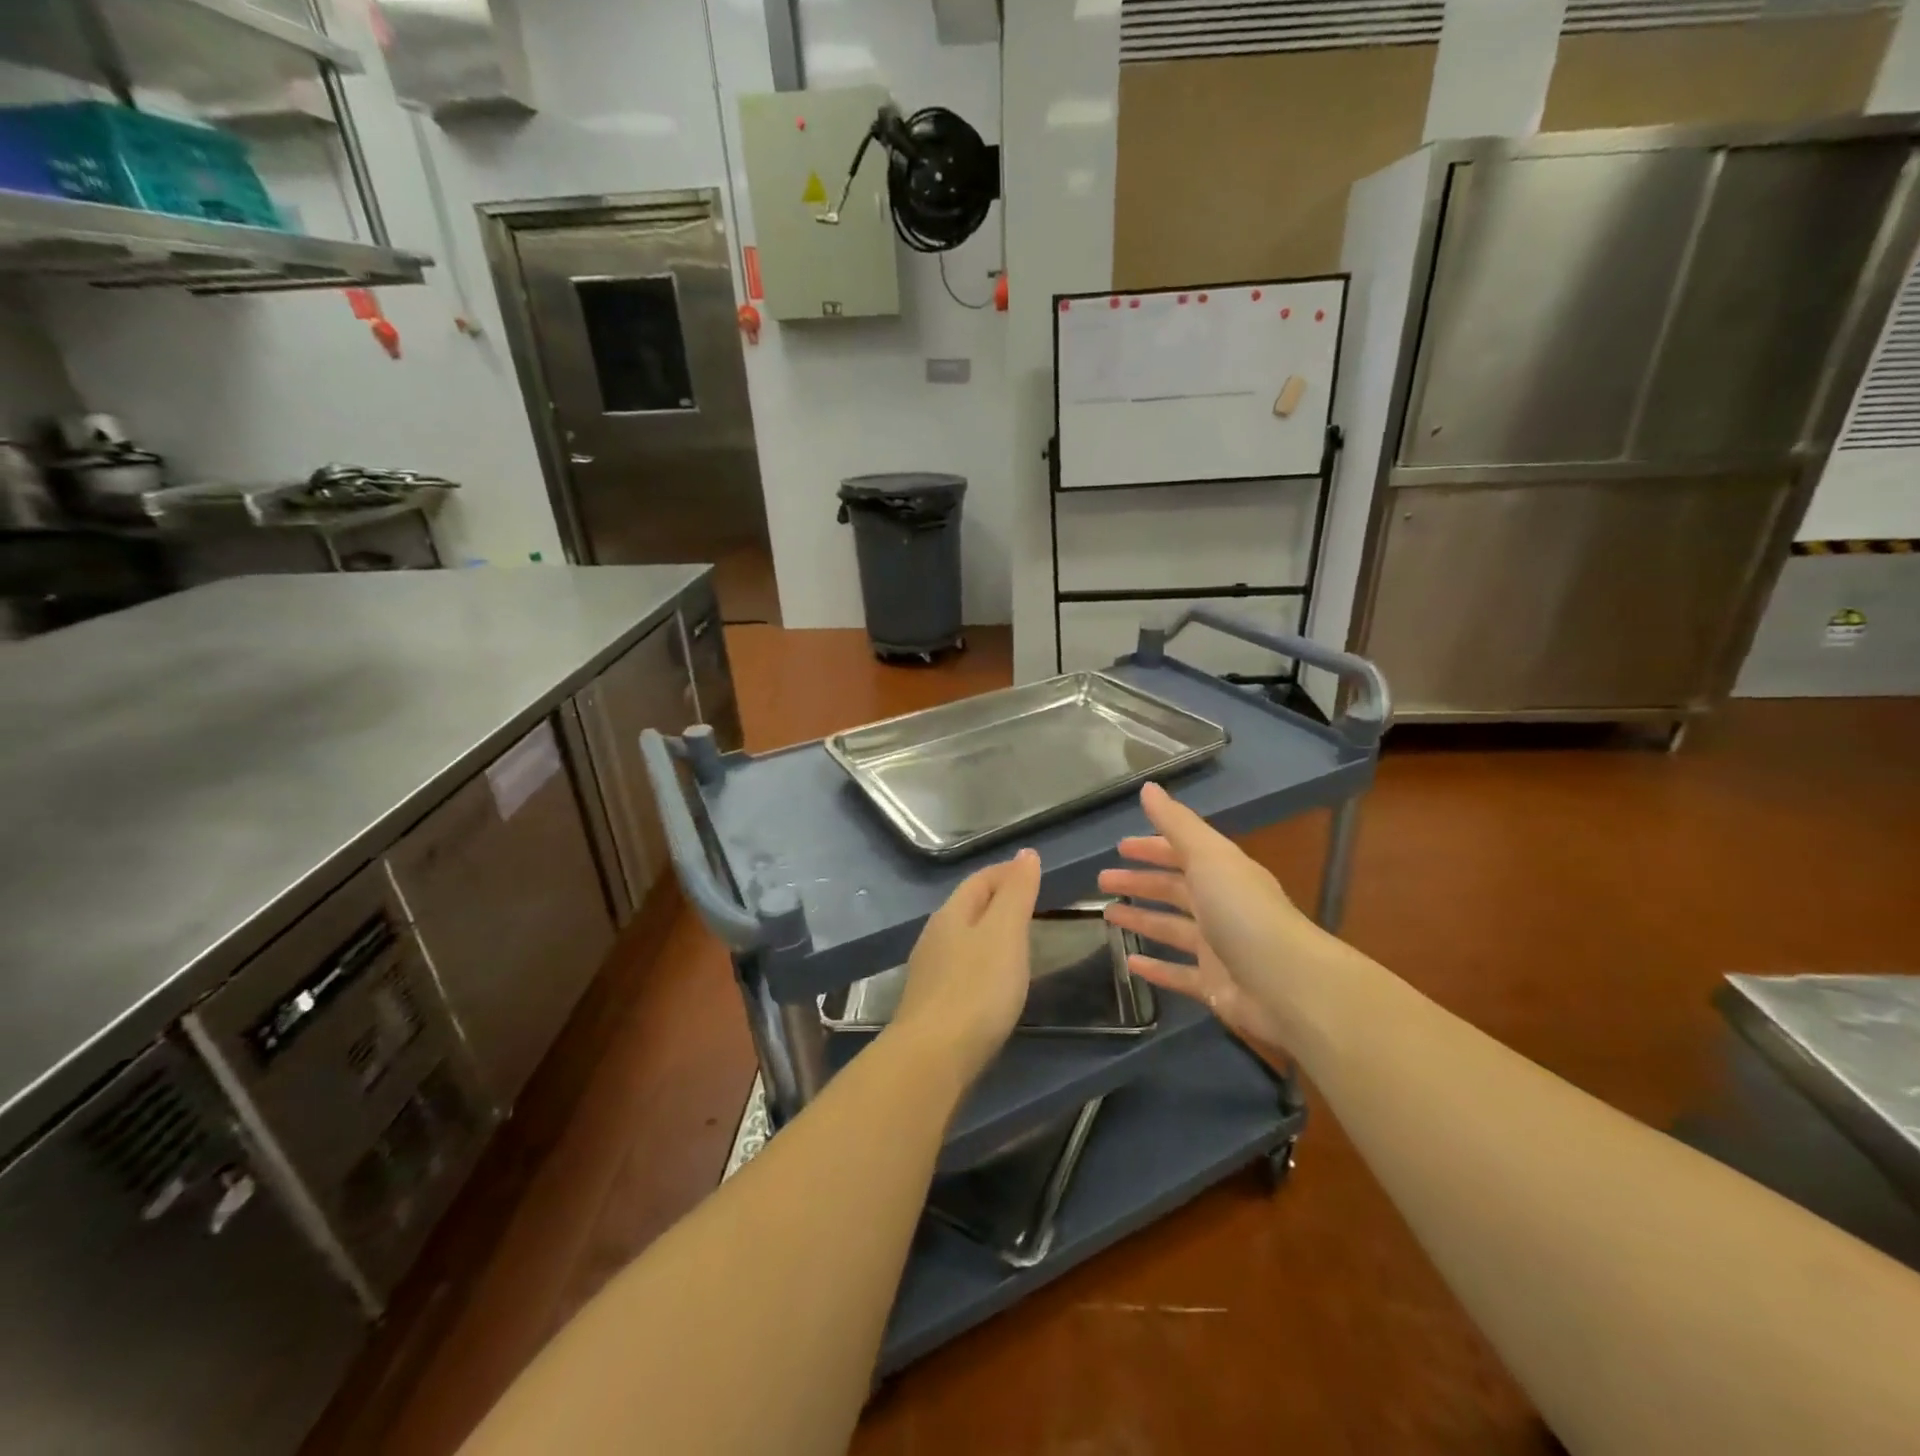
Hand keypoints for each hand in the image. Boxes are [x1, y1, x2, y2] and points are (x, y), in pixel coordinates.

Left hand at [890, 849, 1042, 1083]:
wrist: (934, 1057)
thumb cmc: (977, 988)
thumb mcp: (1005, 932)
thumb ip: (1016, 893)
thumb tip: (1026, 854)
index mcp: (951, 914)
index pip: (979, 880)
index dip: (1006, 872)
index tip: (1033, 871)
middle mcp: (934, 936)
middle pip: (968, 906)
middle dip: (998, 899)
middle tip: (1032, 903)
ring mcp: (930, 971)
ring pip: (963, 937)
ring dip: (989, 931)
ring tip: (1019, 939)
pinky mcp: (933, 1004)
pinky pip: (962, 967)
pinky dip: (983, 961)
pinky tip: (995, 979)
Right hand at [1098, 783, 1326, 1051]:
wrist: (1288, 985)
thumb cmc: (1243, 912)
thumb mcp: (1208, 857)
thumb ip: (1177, 824)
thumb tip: (1148, 787)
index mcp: (1223, 873)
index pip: (1182, 853)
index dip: (1152, 848)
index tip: (1119, 847)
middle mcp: (1221, 906)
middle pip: (1174, 889)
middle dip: (1140, 881)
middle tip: (1102, 880)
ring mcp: (1218, 948)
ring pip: (1171, 929)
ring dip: (1141, 919)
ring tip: (1107, 915)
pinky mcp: (1214, 985)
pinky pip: (1178, 973)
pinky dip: (1155, 968)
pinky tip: (1130, 963)